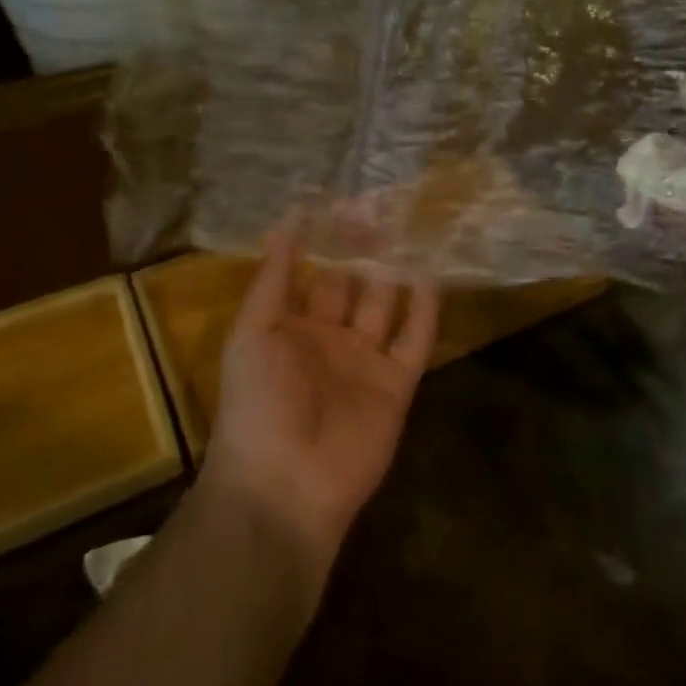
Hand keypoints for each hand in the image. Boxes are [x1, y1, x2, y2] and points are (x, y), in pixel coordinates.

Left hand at [201, 229, 439, 572]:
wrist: (284, 484)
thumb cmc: (257, 401)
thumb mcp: (253, 332)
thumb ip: (273, 279)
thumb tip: (285, 222)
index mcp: (292, 327)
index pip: (315, 273)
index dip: (329, 240)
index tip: (346, 201)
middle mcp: (331, 339)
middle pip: (354, 285)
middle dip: (366, 249)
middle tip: (386, 206)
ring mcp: (365, 362)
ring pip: (386, 306)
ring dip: (396, 272)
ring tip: (413, 229)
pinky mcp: (396, 386)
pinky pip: (414, 342)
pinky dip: (425, 312)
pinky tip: (433, 276)